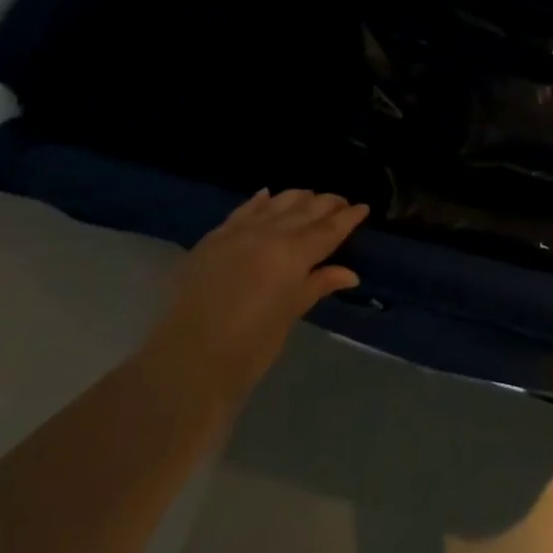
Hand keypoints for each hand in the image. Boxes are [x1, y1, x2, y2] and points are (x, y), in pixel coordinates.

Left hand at [142, 189, 367, 412]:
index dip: (348, 217)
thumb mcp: (290, 313)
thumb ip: (317, 285)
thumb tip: (349, 273)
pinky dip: (260, 201)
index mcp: (294, 254)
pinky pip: (243, 210)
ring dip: (298, 198)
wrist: (188, 358)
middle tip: (342, 202)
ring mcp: (239, 231)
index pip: (329, 229)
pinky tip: (268, 195)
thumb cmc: (250, 345)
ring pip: (276, 203)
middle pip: (305, 209)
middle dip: (327, 204)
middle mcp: (269, 233)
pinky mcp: (214, 237)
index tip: (363, 208)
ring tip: (311, 197)